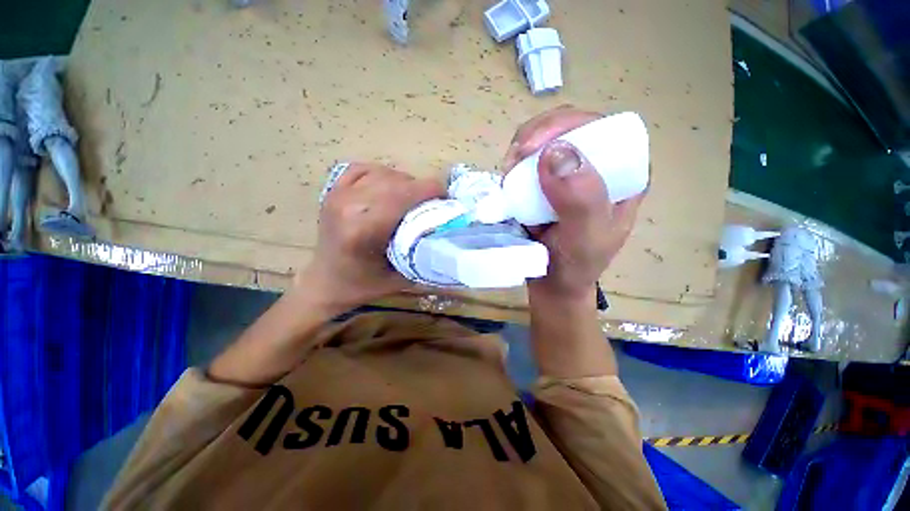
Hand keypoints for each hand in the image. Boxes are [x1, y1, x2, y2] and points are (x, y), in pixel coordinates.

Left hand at [301, 162, 444, 309]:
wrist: (326, 281)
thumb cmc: (364, 284)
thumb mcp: (402, 278)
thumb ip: (425, 254)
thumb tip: (448, 232)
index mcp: (363, 230)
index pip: (403, 195)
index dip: (430, 190)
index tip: (445, 197)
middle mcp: (348, 206)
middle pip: (395, 182)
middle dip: (421, 188)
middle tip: (432, 202)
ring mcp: (337, 194)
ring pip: (382, 173)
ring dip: (404, 182)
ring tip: (412, 198)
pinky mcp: (333, 190)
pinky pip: (364, 168)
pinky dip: (382, 174)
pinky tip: (389, 187)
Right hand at [504, 105, 645, 300]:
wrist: (553, 283)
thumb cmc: (575, 266)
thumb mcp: (586, 239)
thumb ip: (581, 200)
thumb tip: (556, 152)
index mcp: (623, 173)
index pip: (600, 128)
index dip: (565, 126)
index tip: (533, 148)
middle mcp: (597, 166)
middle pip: (567, 127)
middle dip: (536, 136)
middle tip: (513, 161)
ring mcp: (568, 173)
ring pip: (544, 140)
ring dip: (521, 150)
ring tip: (508, 174)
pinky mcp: (546, 183)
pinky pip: (528, 161)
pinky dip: (514, 165)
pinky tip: (508, 179)